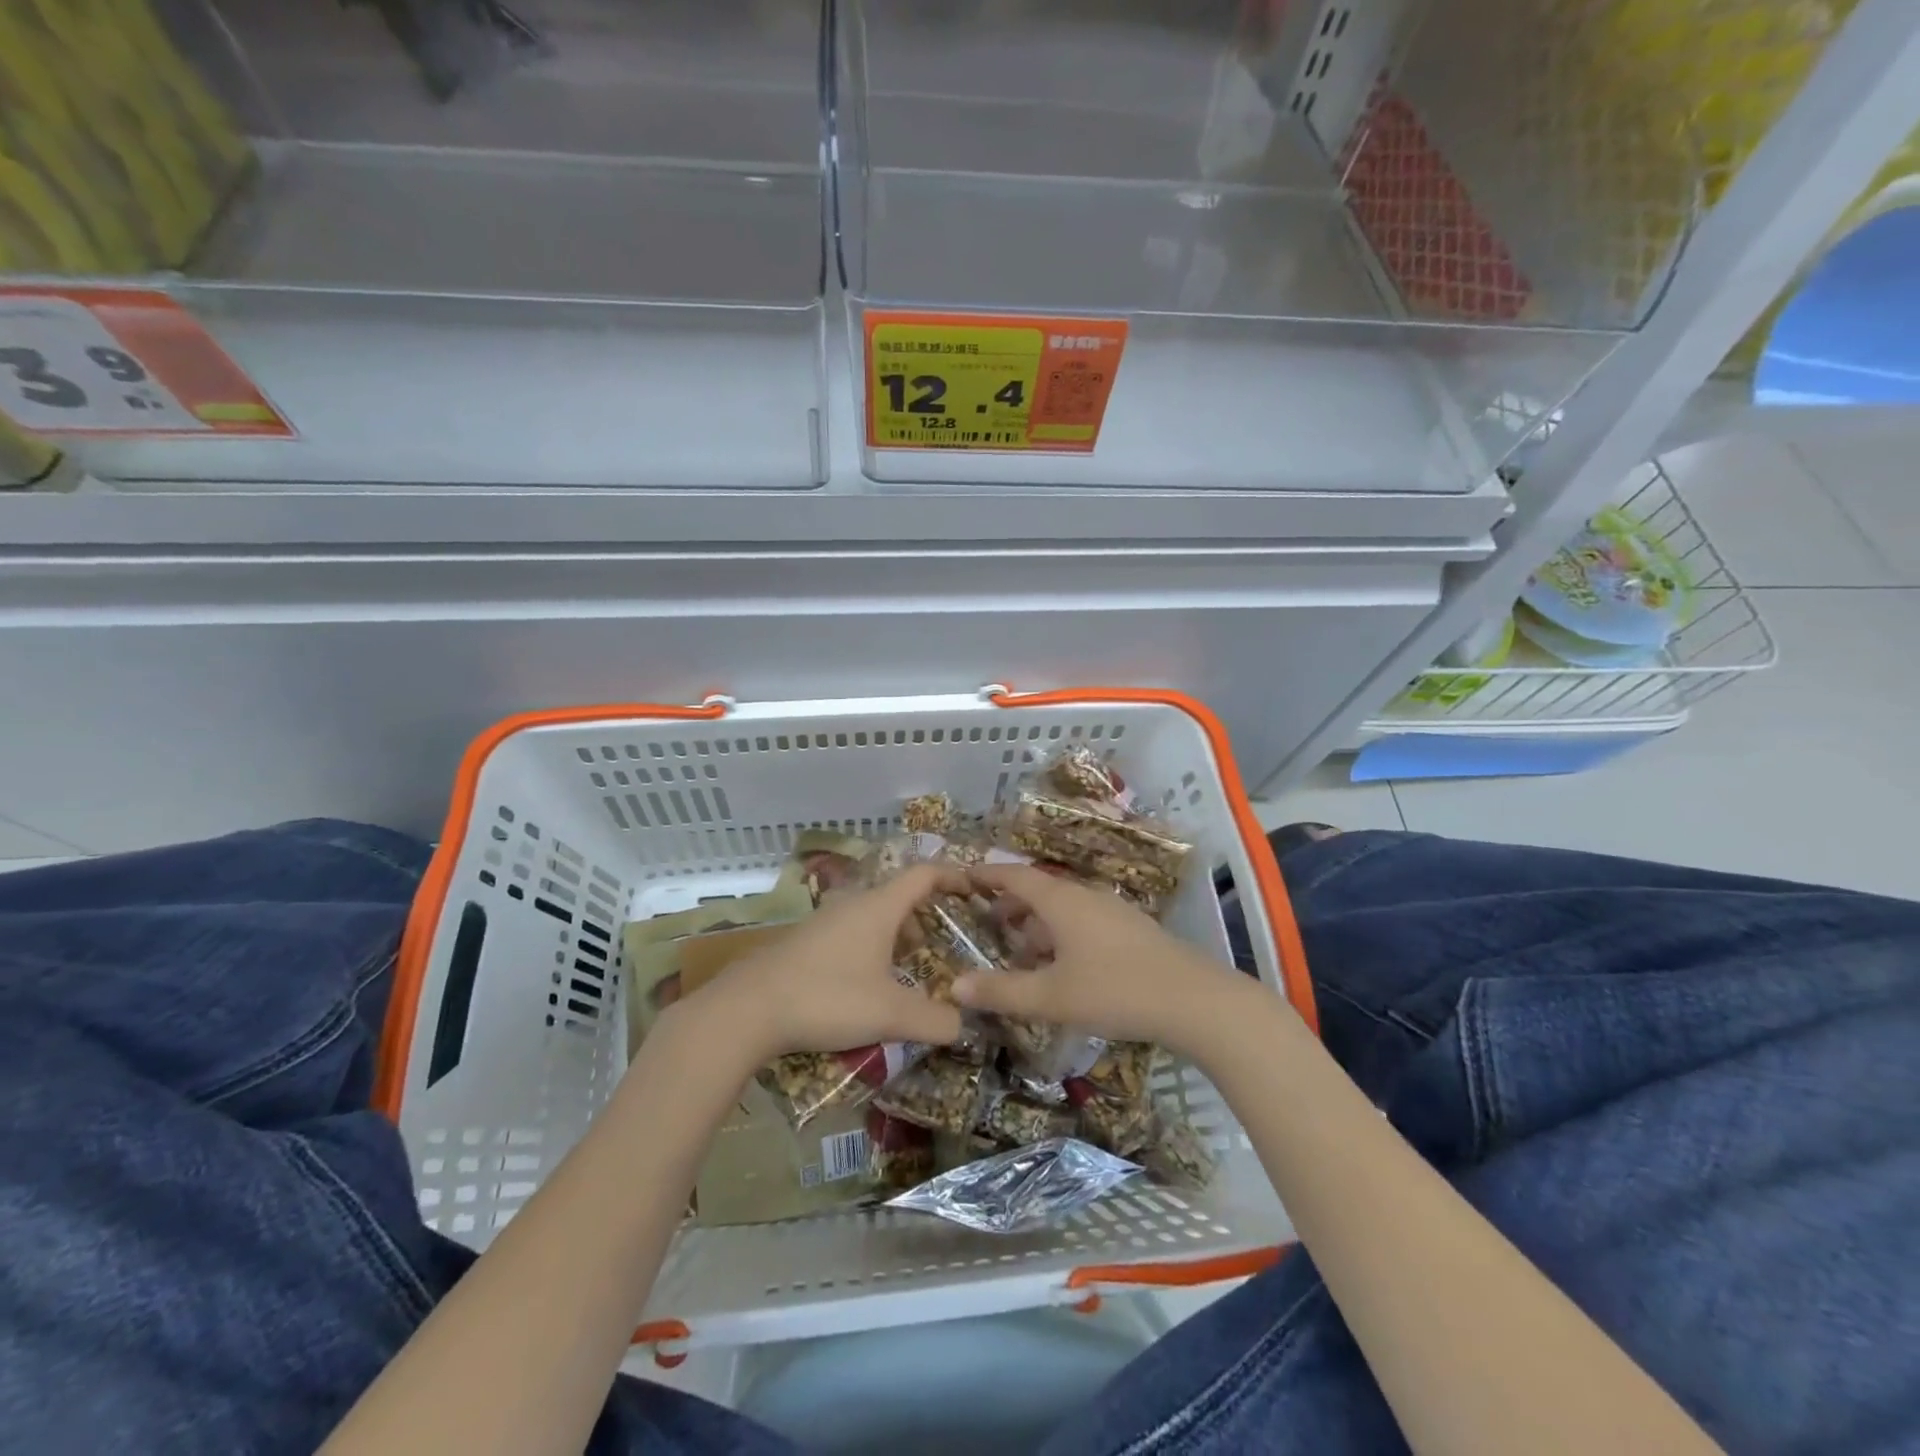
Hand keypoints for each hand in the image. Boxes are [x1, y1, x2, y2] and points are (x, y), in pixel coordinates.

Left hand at [688, 863, 966, 1067]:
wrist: (748, 1009)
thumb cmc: (827, 998)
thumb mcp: (889, 1014)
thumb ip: (934, 1020)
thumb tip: (963, 1026)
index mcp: (879, 907)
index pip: (924, 874)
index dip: (952, 876)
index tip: (974, 889)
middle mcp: (853, 904)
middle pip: (899, 895)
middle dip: (926, 914)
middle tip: (945, 942)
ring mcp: (825, 921)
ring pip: (873, 916)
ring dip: (897, 933)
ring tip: (911, 966)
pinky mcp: (805, 942)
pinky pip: (852, 932)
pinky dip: (872, 946)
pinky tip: (869, 982)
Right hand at [951, 864, 1255, 1055]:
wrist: (1194, 1000)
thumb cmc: (1115, 990)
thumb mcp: (1051, 997)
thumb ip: (1002, 992)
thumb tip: (954, 986)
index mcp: (1061, 901)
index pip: (1015, 876)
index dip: (988, 875)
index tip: (963, 876)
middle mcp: (1084, 897)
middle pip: (1039, 890)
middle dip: (1010, 903)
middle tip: (985, 922)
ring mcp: (1111, 911)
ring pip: (1063, 908)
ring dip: (1036, 923)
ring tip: (1019, 950)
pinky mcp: (1130, 930)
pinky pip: (1082, 922)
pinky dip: (1060, 934)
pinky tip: (1061, 966)